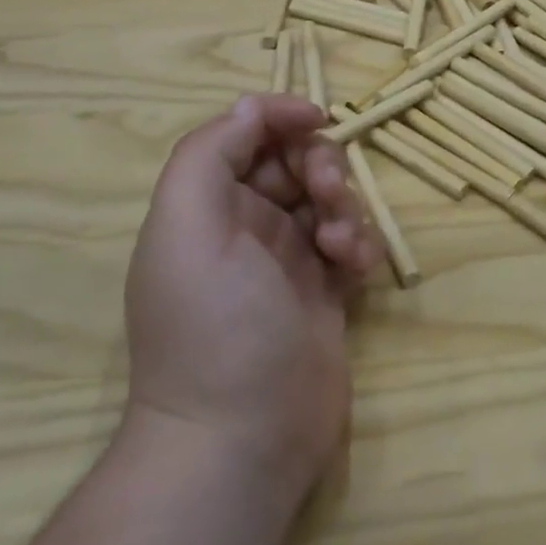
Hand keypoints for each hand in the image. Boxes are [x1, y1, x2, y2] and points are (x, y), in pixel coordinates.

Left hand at [124, 95, 381, 505]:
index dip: (277, 116)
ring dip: (342, 206)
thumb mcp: (187, 227)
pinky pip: (350, 241)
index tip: (317, 117)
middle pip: (291, 161)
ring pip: (327, 198)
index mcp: (204, 206)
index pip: (242, 136)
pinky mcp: (325, 291)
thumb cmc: (213, 324)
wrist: (243, 438)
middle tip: (324, 193)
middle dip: (317, 164)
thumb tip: (250, 106)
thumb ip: (209, 154)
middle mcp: (243, 226)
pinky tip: (354, 269)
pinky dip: (358, 243)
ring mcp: (287, 260)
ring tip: (338, 246)